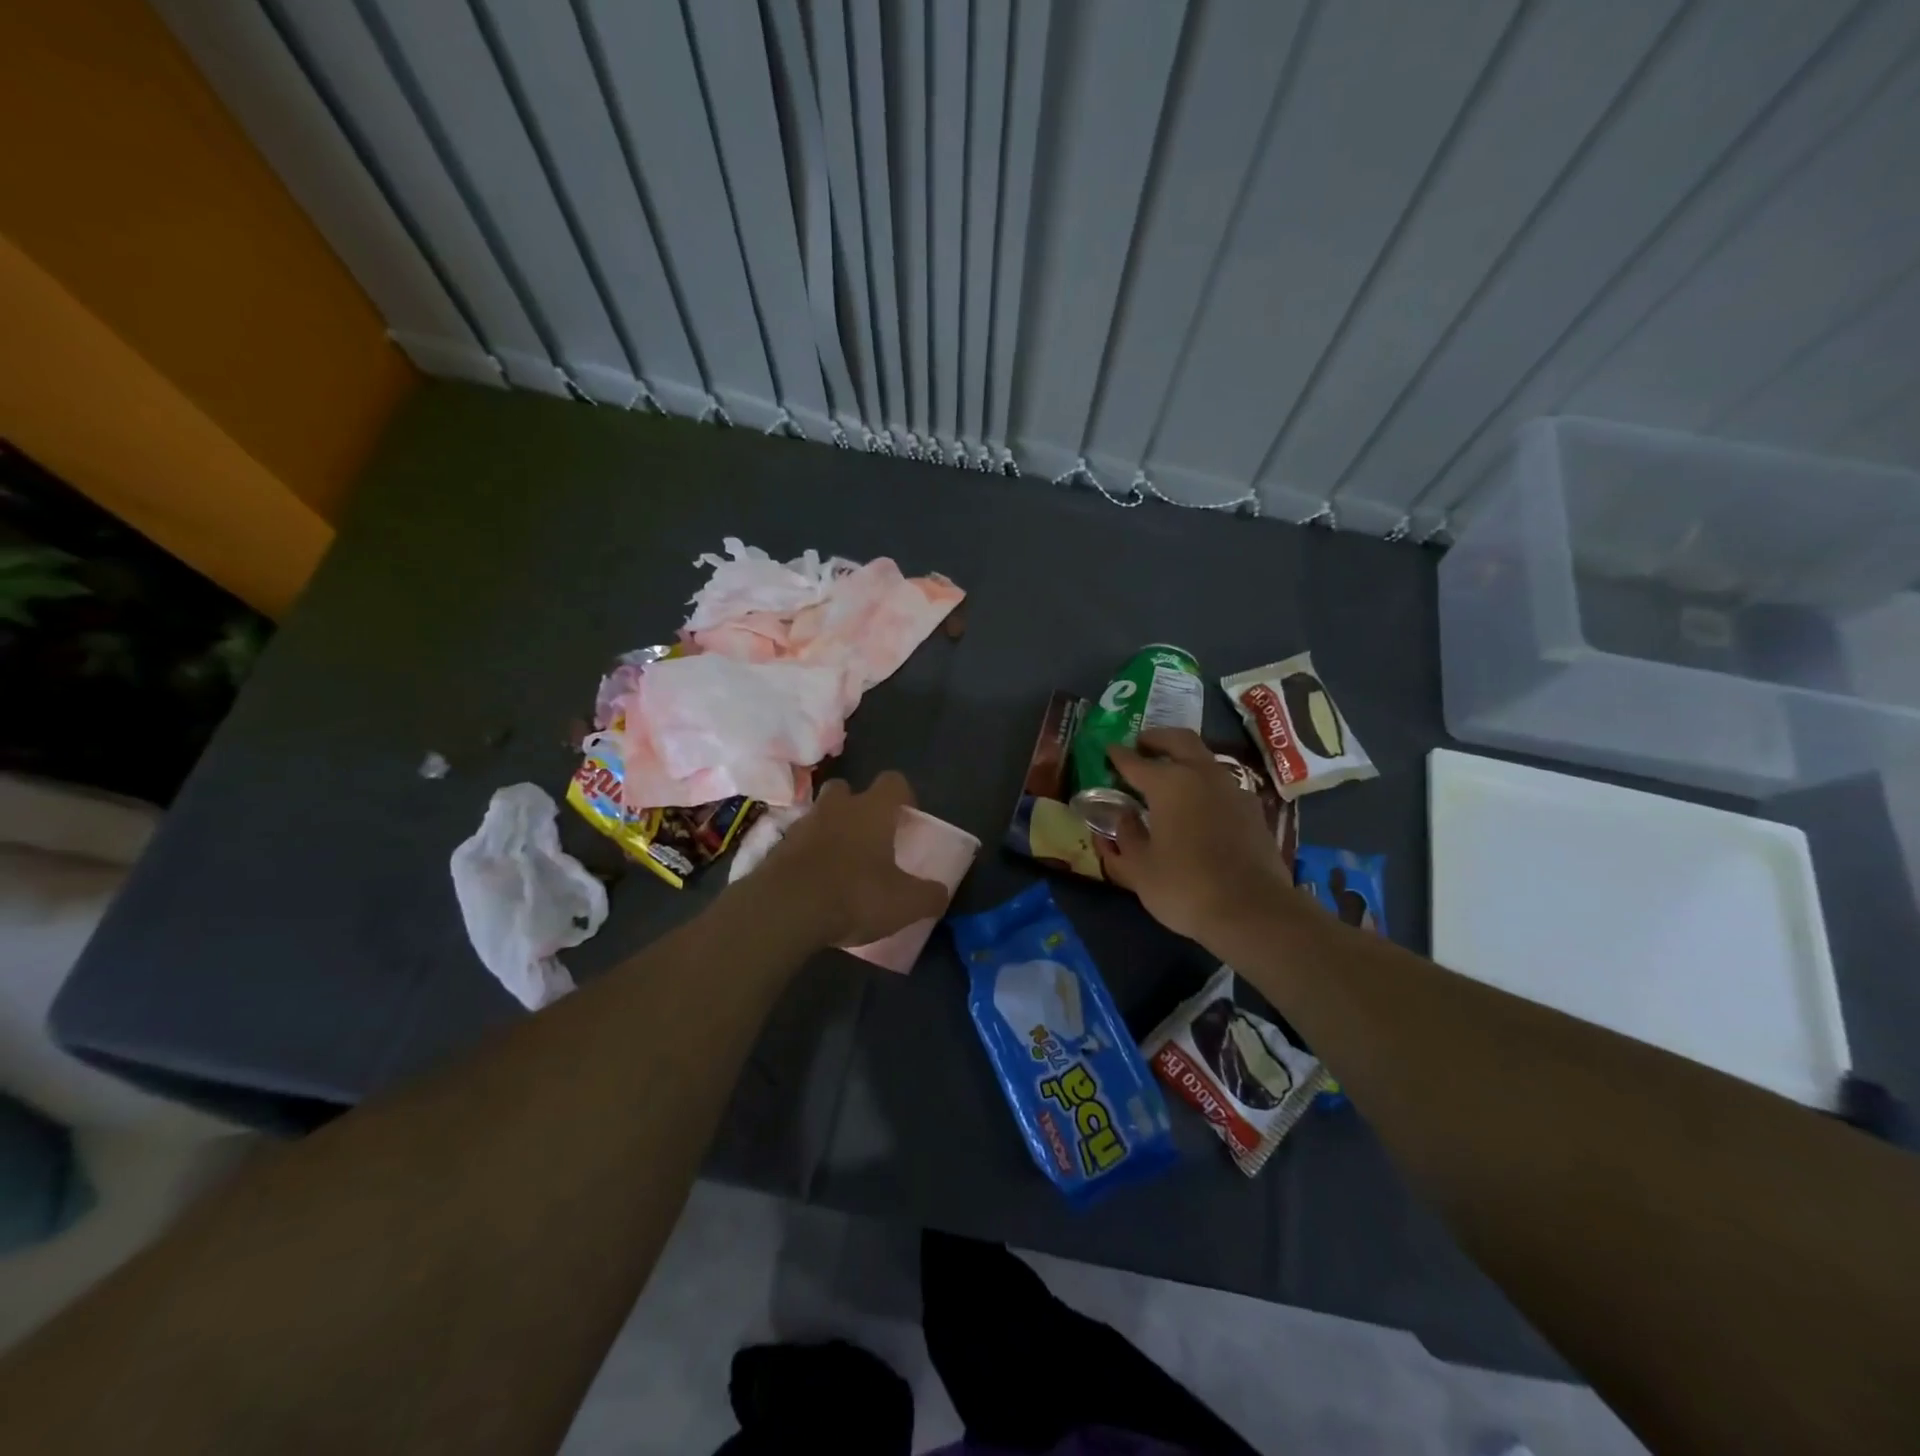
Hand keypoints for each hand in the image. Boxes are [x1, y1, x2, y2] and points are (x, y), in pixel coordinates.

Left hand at [754, 772, 949, 948]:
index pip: (893, 781)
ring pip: (820, 815)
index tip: (907, 818)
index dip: (903, 795)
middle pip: (847, 789)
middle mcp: (837, 807)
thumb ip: (928, 895)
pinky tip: (816, 882)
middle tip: (868, 834)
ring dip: (830, 830)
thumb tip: (941, 893)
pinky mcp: (777, 848)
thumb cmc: (855, 894)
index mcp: (873, 810)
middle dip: (857, 805)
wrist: (785, 909)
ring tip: (841, 862)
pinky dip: (809, 855)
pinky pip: (799, 842)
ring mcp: (803, 825)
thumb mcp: (905, 903)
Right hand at [1097, 728, 1297, 943]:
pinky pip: (1222, 783)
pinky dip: (1204, 782)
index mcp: (1168, 784)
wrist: (1253, 910)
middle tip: (1141, 744)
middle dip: (1157, 738)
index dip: (1118, 756)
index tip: (1108, 751)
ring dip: (1184, 757)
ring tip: (1169, 773)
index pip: (1135, 761)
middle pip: (1179, 741)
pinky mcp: (1253, 809)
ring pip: (1205, 758)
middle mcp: (1202, 775)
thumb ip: (1126, 836)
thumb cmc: (1185, 887)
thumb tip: (1122, 816)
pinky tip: (1198, 802)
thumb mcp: (1139, 868)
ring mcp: (1232, 789)